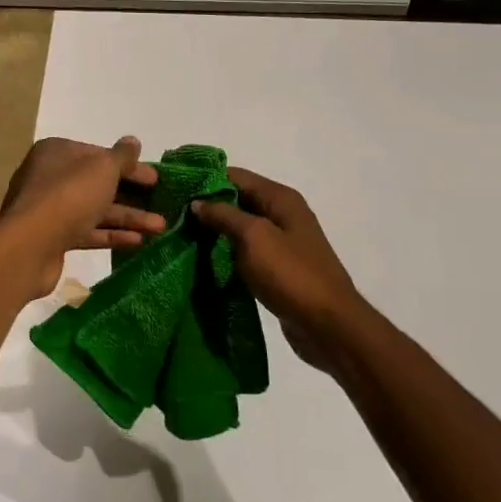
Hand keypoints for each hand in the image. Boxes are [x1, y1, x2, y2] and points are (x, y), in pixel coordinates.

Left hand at [0, 137, 164, 297]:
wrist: (28, 247)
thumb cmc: (68, 196)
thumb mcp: (102, 168)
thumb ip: (121, 156)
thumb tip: (133, 141)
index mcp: (58, 152)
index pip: (99, 155)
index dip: (129, 166)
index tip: (155, 179)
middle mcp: (51, 177)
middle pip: (98, 183)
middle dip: (132, 195)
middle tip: (162, 204)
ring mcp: (51, 210)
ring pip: (95, 209)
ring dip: (128, 217)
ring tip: (160, 227)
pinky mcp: (53, 238)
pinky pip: (87, 232)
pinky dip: (111, 235)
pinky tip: (137, 241)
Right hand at [190, 168, 368, 372]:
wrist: (328, 325)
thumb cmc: (291, 274)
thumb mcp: (254, 237)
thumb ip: (224, 215)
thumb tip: (198, 202)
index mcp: (281, 198)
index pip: (235, 176)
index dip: (205, 179)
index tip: (175, 188)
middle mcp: (283, 214)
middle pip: (238, 200)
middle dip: (207, 206)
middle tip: (171, 215)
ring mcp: (282, 242)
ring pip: (240, 228)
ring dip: (215, 232)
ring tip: (181, 237)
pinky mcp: (278, 268)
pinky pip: (246, 252)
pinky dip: (227, 254)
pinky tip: (204, 261)